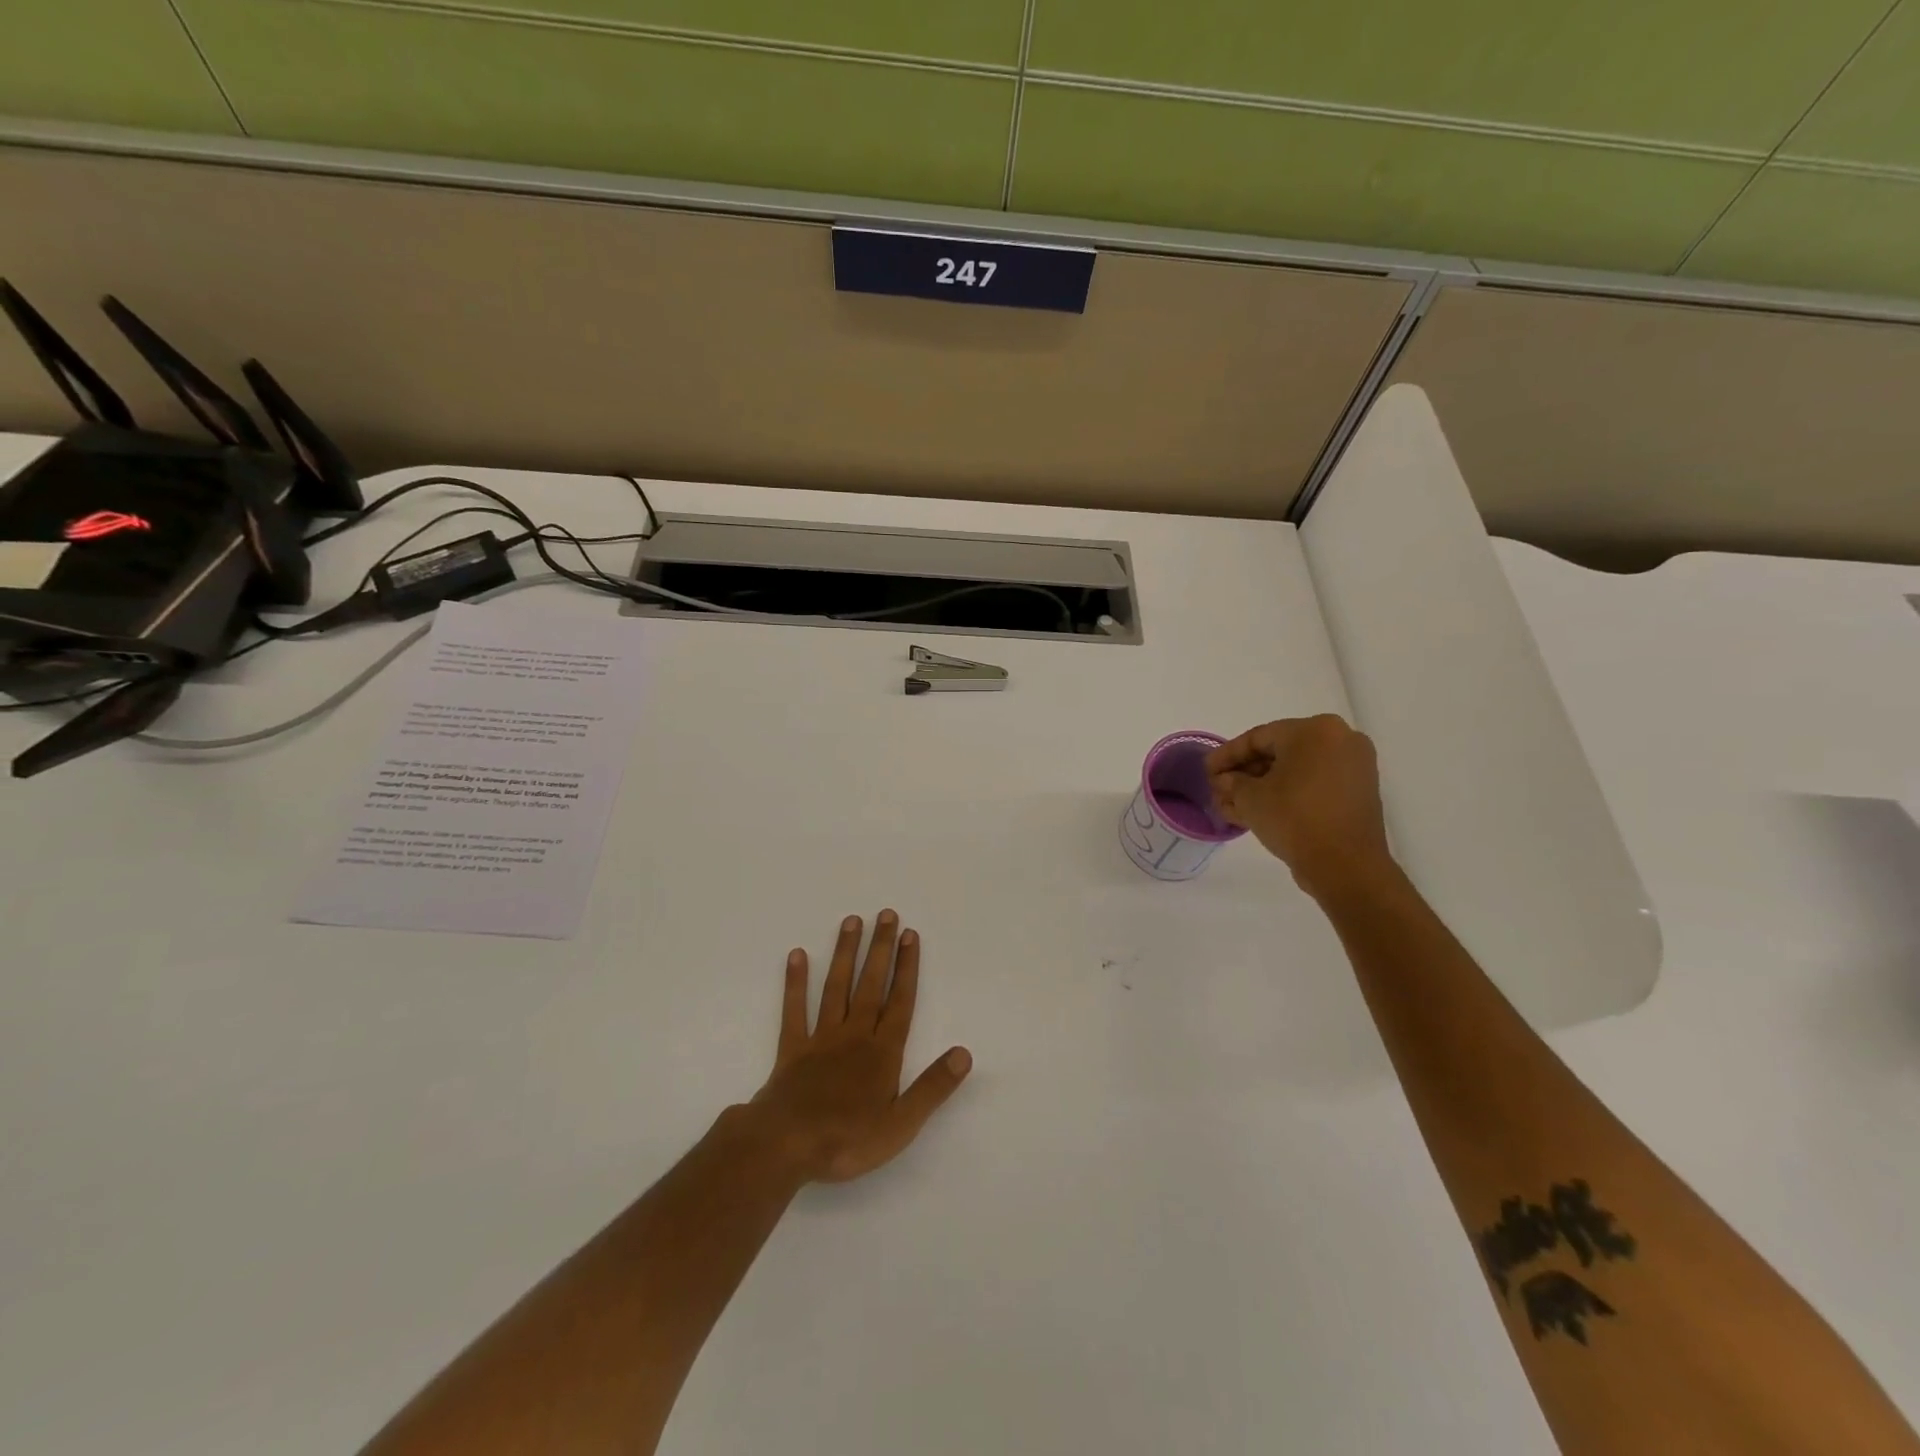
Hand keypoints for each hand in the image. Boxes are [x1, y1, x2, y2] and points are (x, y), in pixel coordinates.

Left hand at [747, 911, 971, 1184]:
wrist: (785, 1146)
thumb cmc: (847, 1140)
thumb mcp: (901, 1124)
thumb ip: (933, 1087)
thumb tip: (964, 1053)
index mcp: (882, 1053)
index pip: (900, 1002)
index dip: (907, 968)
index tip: (910, 935)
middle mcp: (854, 1035)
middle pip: (870, 985)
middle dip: (881, 949)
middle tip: (886, 914)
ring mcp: (821, 1039)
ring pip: (836, 987)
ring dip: (845, 953)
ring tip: (852, 921)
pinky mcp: (792, 1049)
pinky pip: (795, 1009)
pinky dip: (795, 982)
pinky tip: (798, 955)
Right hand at [1205, 714, 1395, 901]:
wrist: (1346, 866)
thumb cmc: (1294, 819)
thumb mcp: (1250, 798)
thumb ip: (1231, 782)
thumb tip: (1225, 780)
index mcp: (1315, 730)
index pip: (1258, 737)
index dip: (1226, 755)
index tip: (1206, 771)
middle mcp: (1340, 739)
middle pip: (1278, 752)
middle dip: (1244, 773)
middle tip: (1219, 790)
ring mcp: (1353, 766)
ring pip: (1295, 770)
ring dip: (1262, 786)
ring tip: (1233, 806)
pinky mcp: (1358, 791)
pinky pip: (1313, 783)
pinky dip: (1286, 793)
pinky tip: (1258, 811)